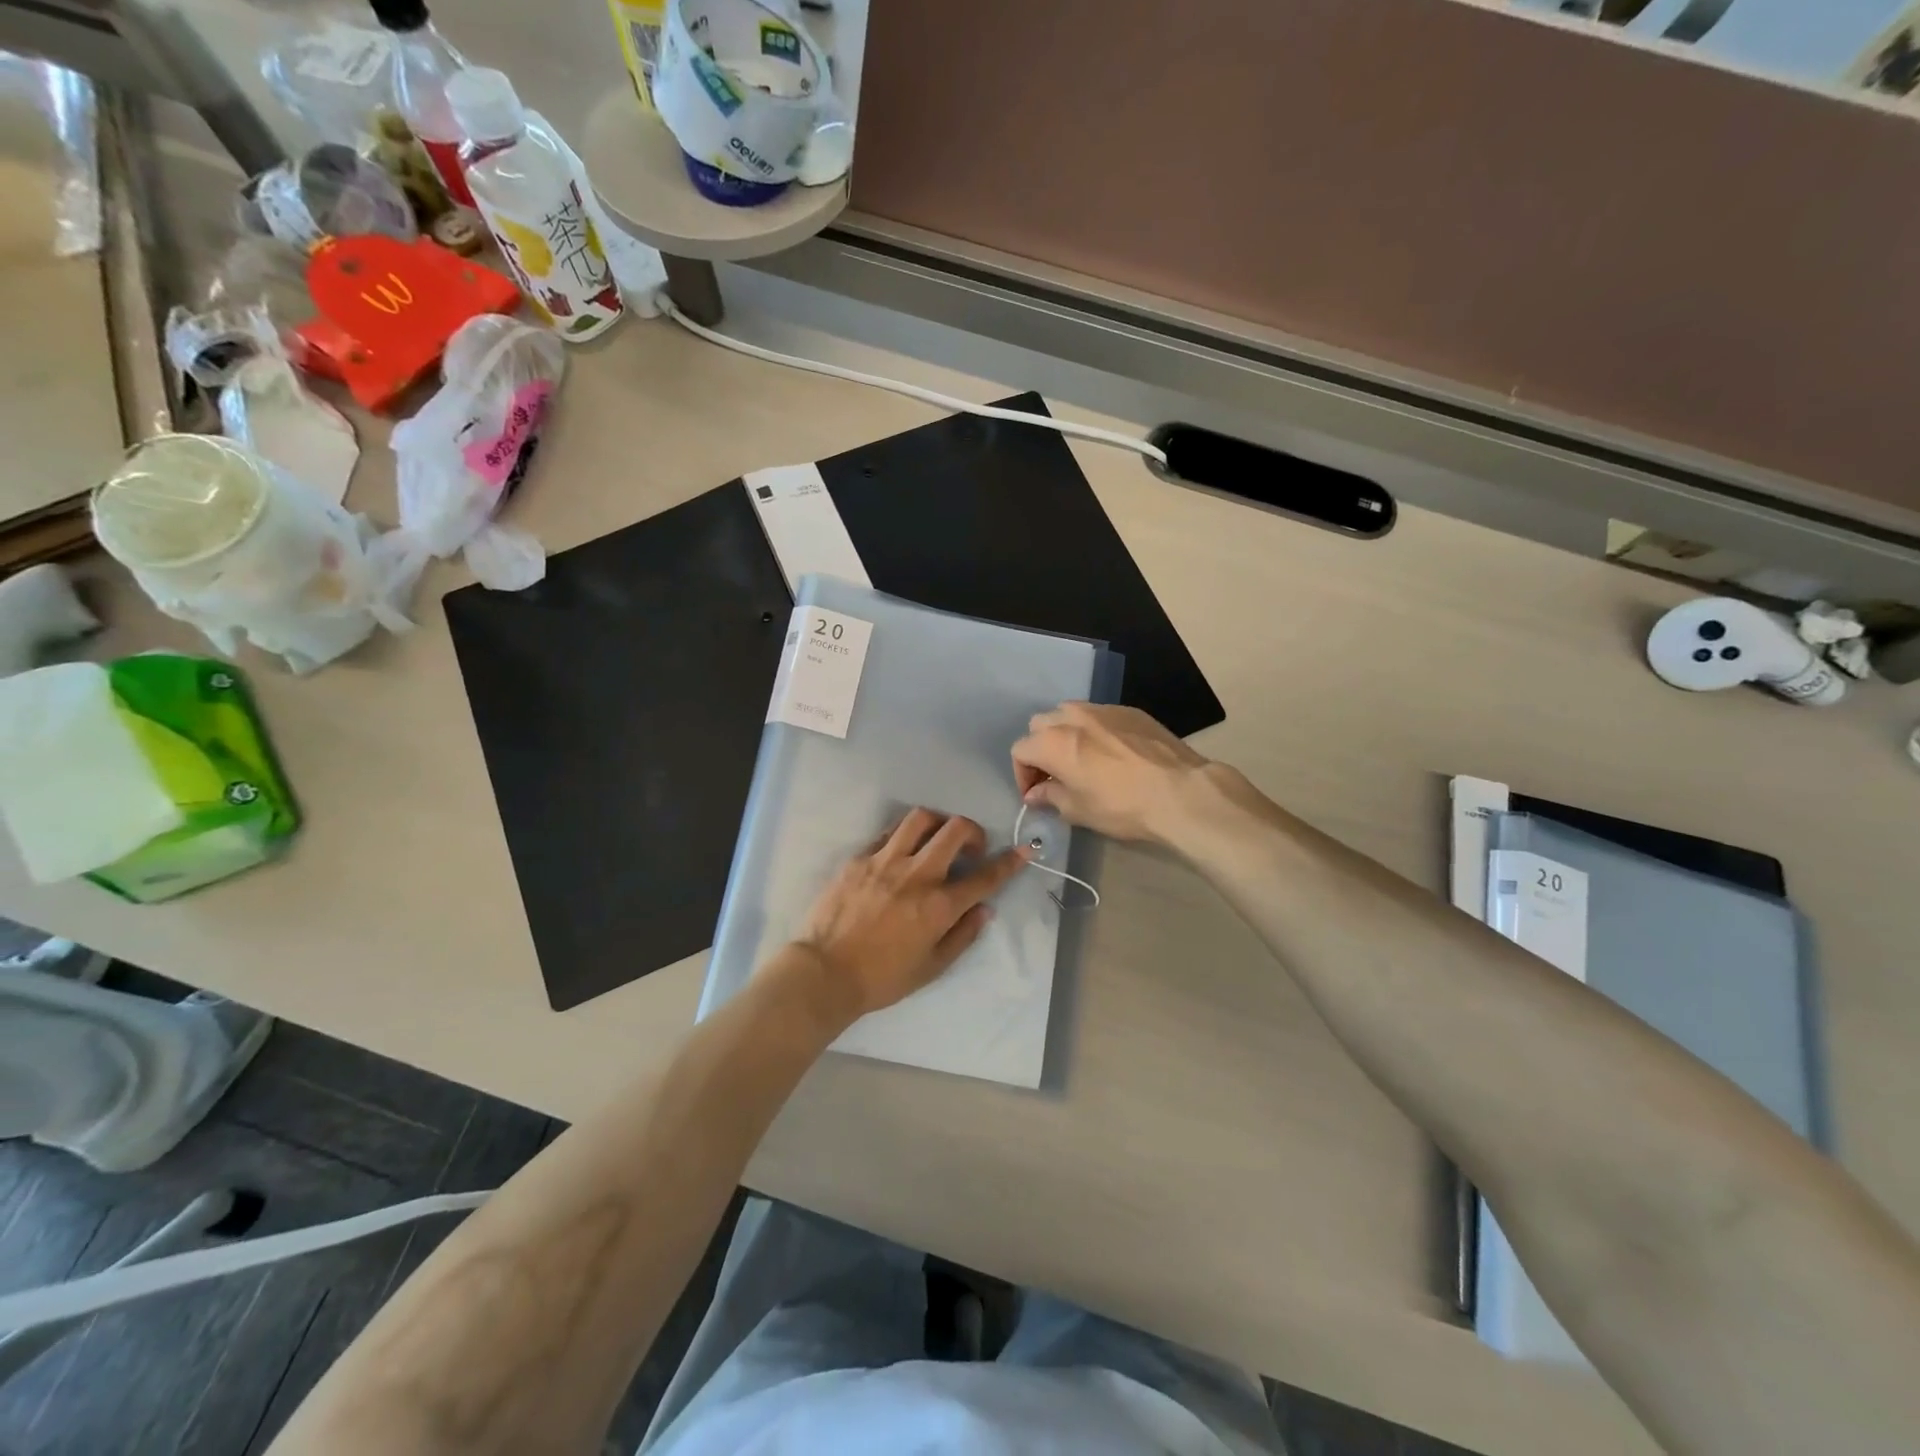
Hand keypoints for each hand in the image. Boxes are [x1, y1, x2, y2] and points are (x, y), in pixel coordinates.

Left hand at [792, 809, 1026, 1022]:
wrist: (824, 972)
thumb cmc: (881, 978)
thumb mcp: (931, 967)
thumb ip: (962, 935)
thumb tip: (984, 909)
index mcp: (939, 906)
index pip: (985, 876)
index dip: (1010, 862)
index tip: (1024, 851)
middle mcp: (917, 875)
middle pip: (956, 830)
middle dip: (973, 832)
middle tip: (971, 848)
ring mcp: (885, 861)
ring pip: (921, 819)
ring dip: (938, 824)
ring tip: (937, 839)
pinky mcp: (859, 858)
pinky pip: (888, 832)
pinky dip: (904, 836)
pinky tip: (902, 851)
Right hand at [1011, 702, 1212, 844]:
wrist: (1180, 792)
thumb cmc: (1122, 806)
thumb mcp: (1079, 811)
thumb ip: (1050, 797)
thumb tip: (1036, 794)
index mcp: (1053, 742)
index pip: (1020, 750)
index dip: (1022, 775)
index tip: (1036, 795)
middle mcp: (1073, 717)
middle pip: (1040, 725)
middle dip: (1041, 749)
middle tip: (1054, 775)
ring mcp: (1103, 709)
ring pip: (1069, 713)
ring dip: (1065, 733)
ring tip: (1080, 758)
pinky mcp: (1130, 711)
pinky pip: (1099, 715)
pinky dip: (1094, 730)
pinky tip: (1111, 752)